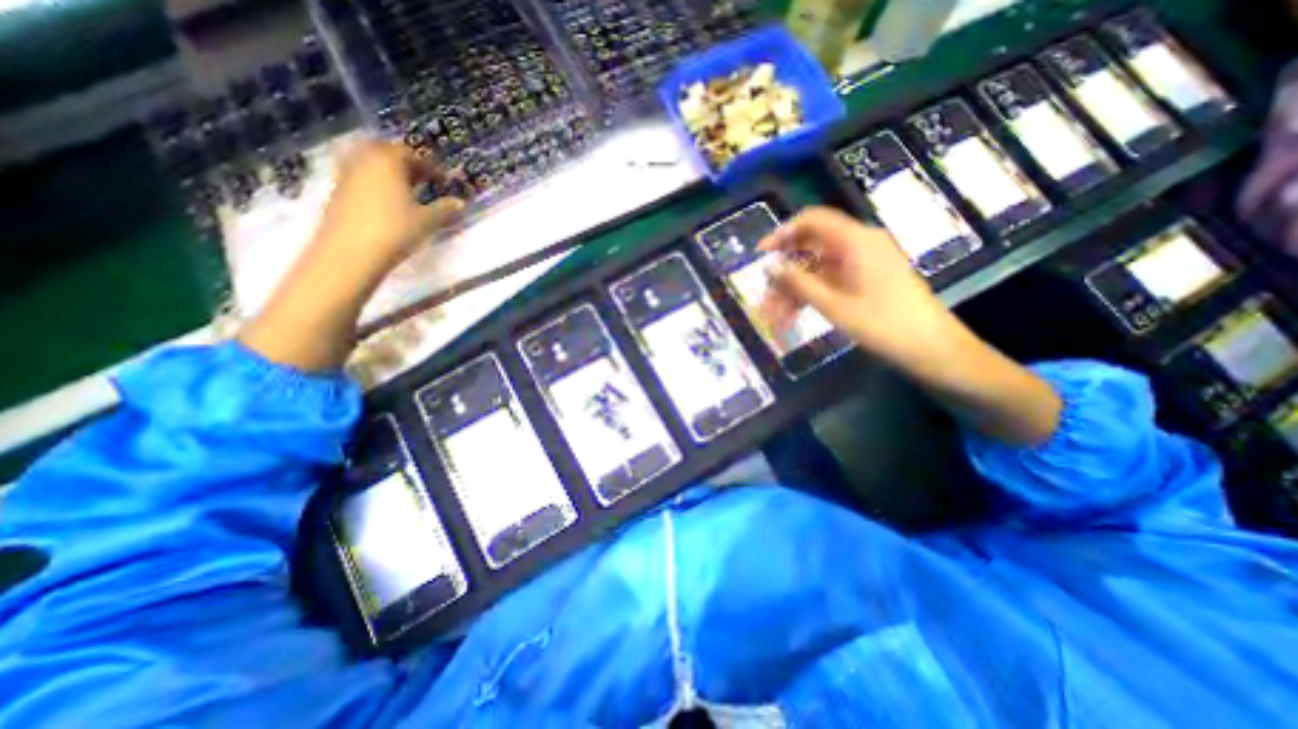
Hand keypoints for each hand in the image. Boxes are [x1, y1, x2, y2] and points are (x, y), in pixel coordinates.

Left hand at [238, 138, 464, 373]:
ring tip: (406, 191)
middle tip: (422, 179)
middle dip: (405, 163)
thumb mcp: (427, 221)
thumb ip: (445, 209)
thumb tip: (461, 203)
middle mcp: (363, 160)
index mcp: (388, 160)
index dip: (429, 166)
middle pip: (385, 153)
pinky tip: (386, 203)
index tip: (443, 180)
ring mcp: (346, 175)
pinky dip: (374, 183)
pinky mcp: (337, 192)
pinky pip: (359, 178)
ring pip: (369, 165)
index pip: (410, 154)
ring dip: (388, 173)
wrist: (351, 252)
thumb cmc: (395, 231)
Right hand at [757, 207, 957, 369]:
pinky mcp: (864, 280)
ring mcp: (862, 263)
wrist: (930, 348)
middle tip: (764, 299)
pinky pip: (829, 282)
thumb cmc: (883, 324)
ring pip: (816, 270)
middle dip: (784, 275)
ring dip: (793, 292)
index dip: (783, 233)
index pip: (813, 221)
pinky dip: (810, 297)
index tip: (761, 253)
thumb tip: (770, 266)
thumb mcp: (834, 305)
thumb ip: (799, 282)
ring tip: (774, 319)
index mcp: (856, 241)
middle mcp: (858, 245)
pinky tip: (792, 318)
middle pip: (811, 249)